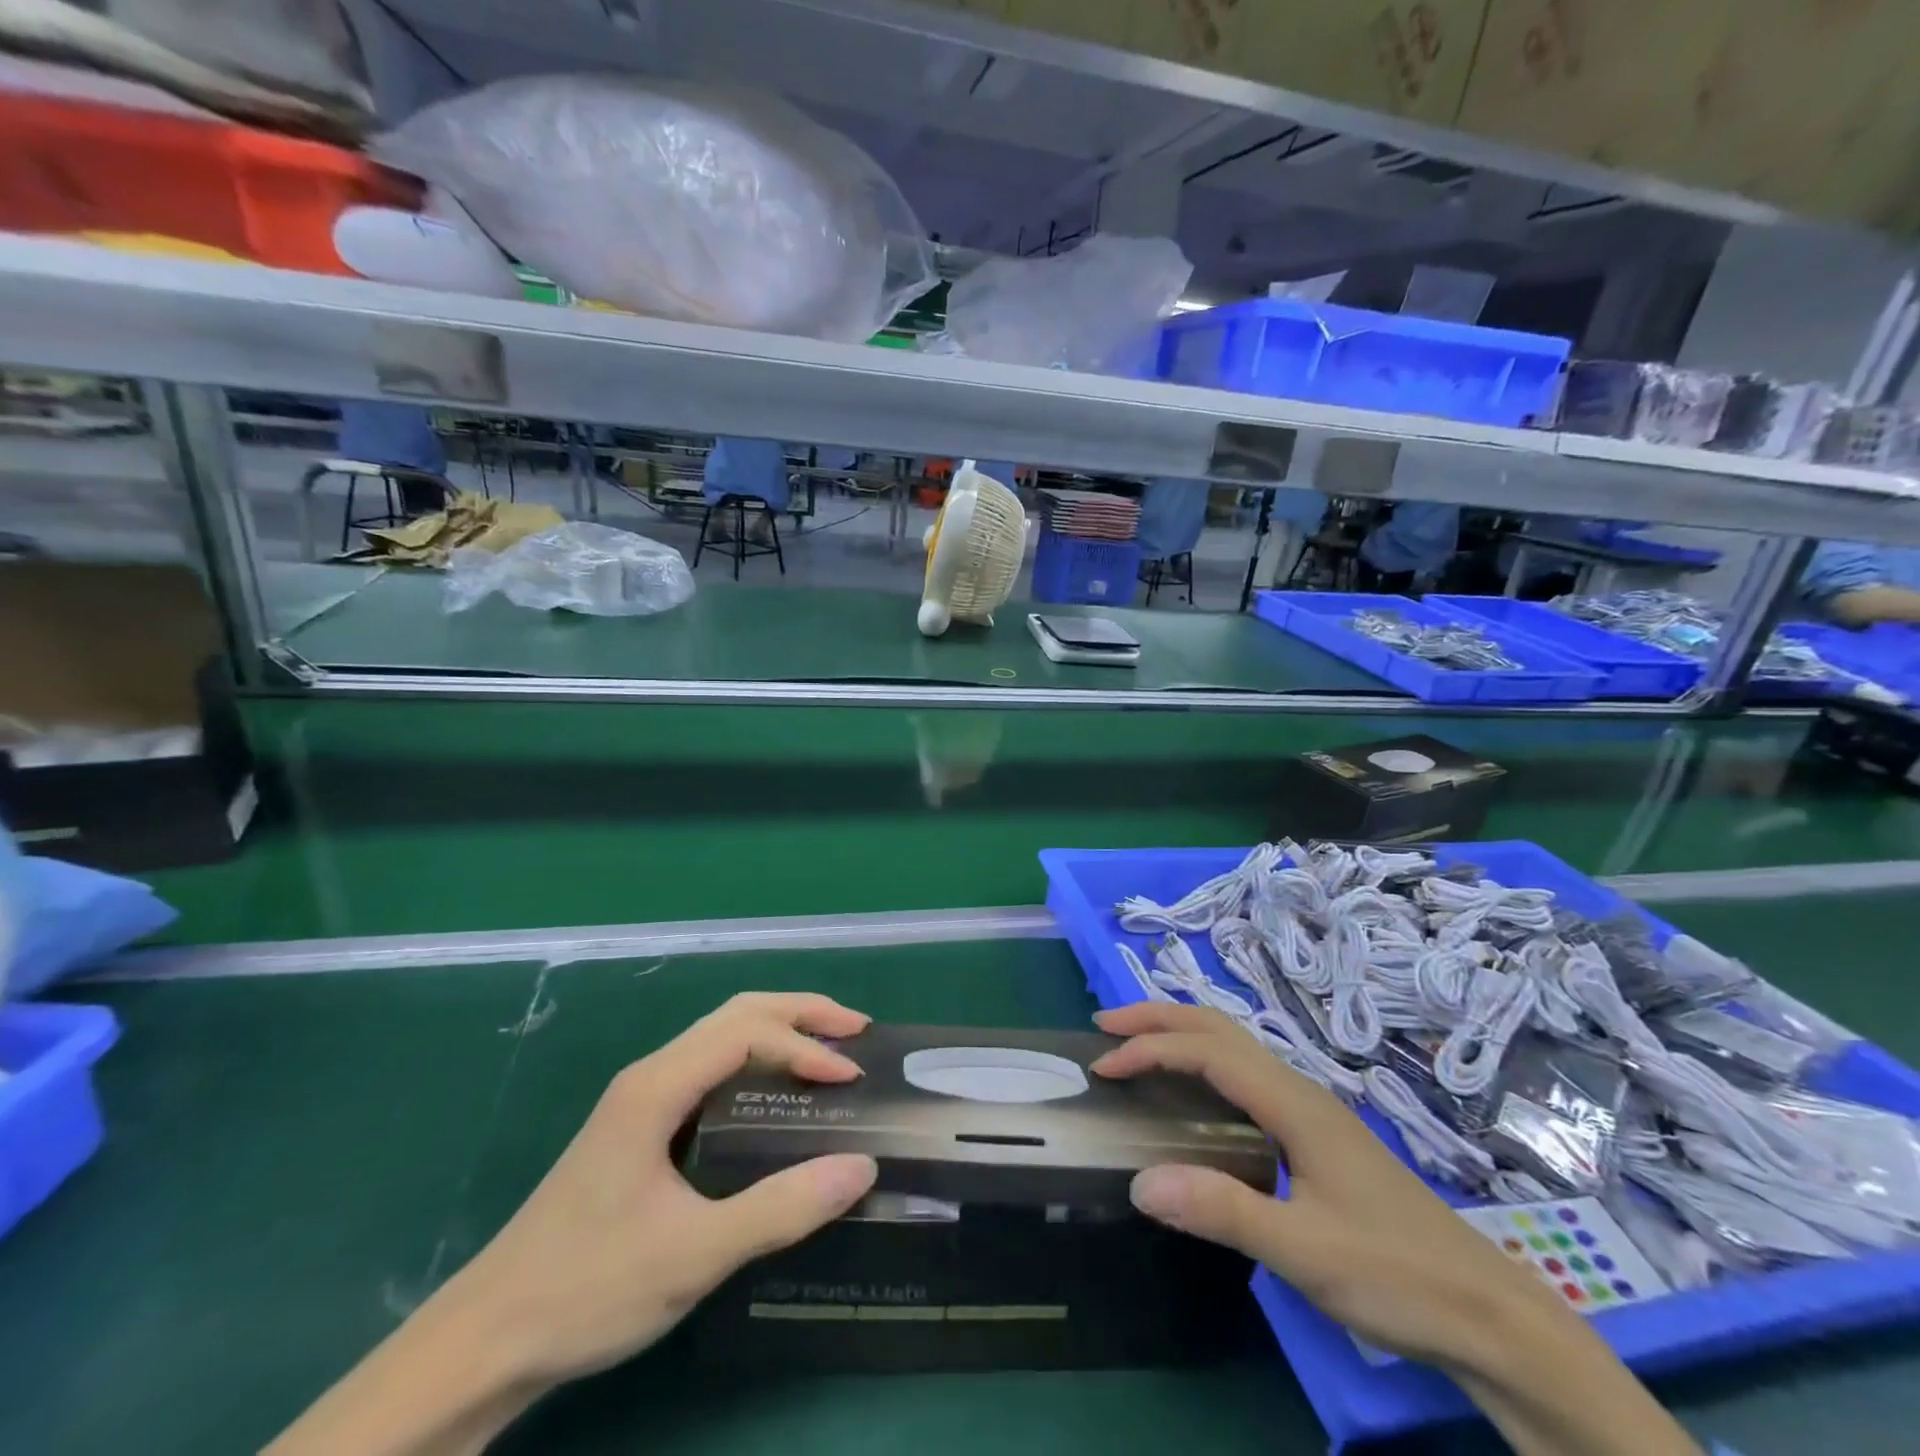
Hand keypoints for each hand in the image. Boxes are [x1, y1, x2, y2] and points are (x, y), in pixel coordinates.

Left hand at [457, 991, 879, 1383]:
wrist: (485, 1340)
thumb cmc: (587, 1288)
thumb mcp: (693, 1254)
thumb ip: (781, 1209)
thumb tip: (861, 1166)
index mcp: (657, 1086)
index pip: (746, 1034)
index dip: (805, 1047)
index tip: (851, 1078)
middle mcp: (651, 1074)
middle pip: (737, 1013)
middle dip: (801, 1013)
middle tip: (856, 1033)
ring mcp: (642, 1097)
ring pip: (721, 1035)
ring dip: (780, 1031)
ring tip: (828, 1053)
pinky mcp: (641, 1125)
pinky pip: (711, 1066)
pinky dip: (757, 1060)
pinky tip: (777, 1093)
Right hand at [1091, 1000, 1551, 1371]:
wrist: (1488, 1312)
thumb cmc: (1396, 1276)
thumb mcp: (1305, 1253)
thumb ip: (1222, 1212)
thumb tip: (1139, 1181)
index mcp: (1294, 1103)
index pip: (1206, 1051)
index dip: (1150, 1049)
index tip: (1104, 1066)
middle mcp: (1299, 1090)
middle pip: (1219, 1028)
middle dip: (1158, 1017)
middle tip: (1105, 1028)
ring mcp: (1310, 1109)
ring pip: (1234, 1046)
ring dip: (1180, 1035)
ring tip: (1136, 1047)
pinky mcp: (1315, 1132)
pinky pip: (1245, 1073)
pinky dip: (1203, 1062)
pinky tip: (1193, 1094)